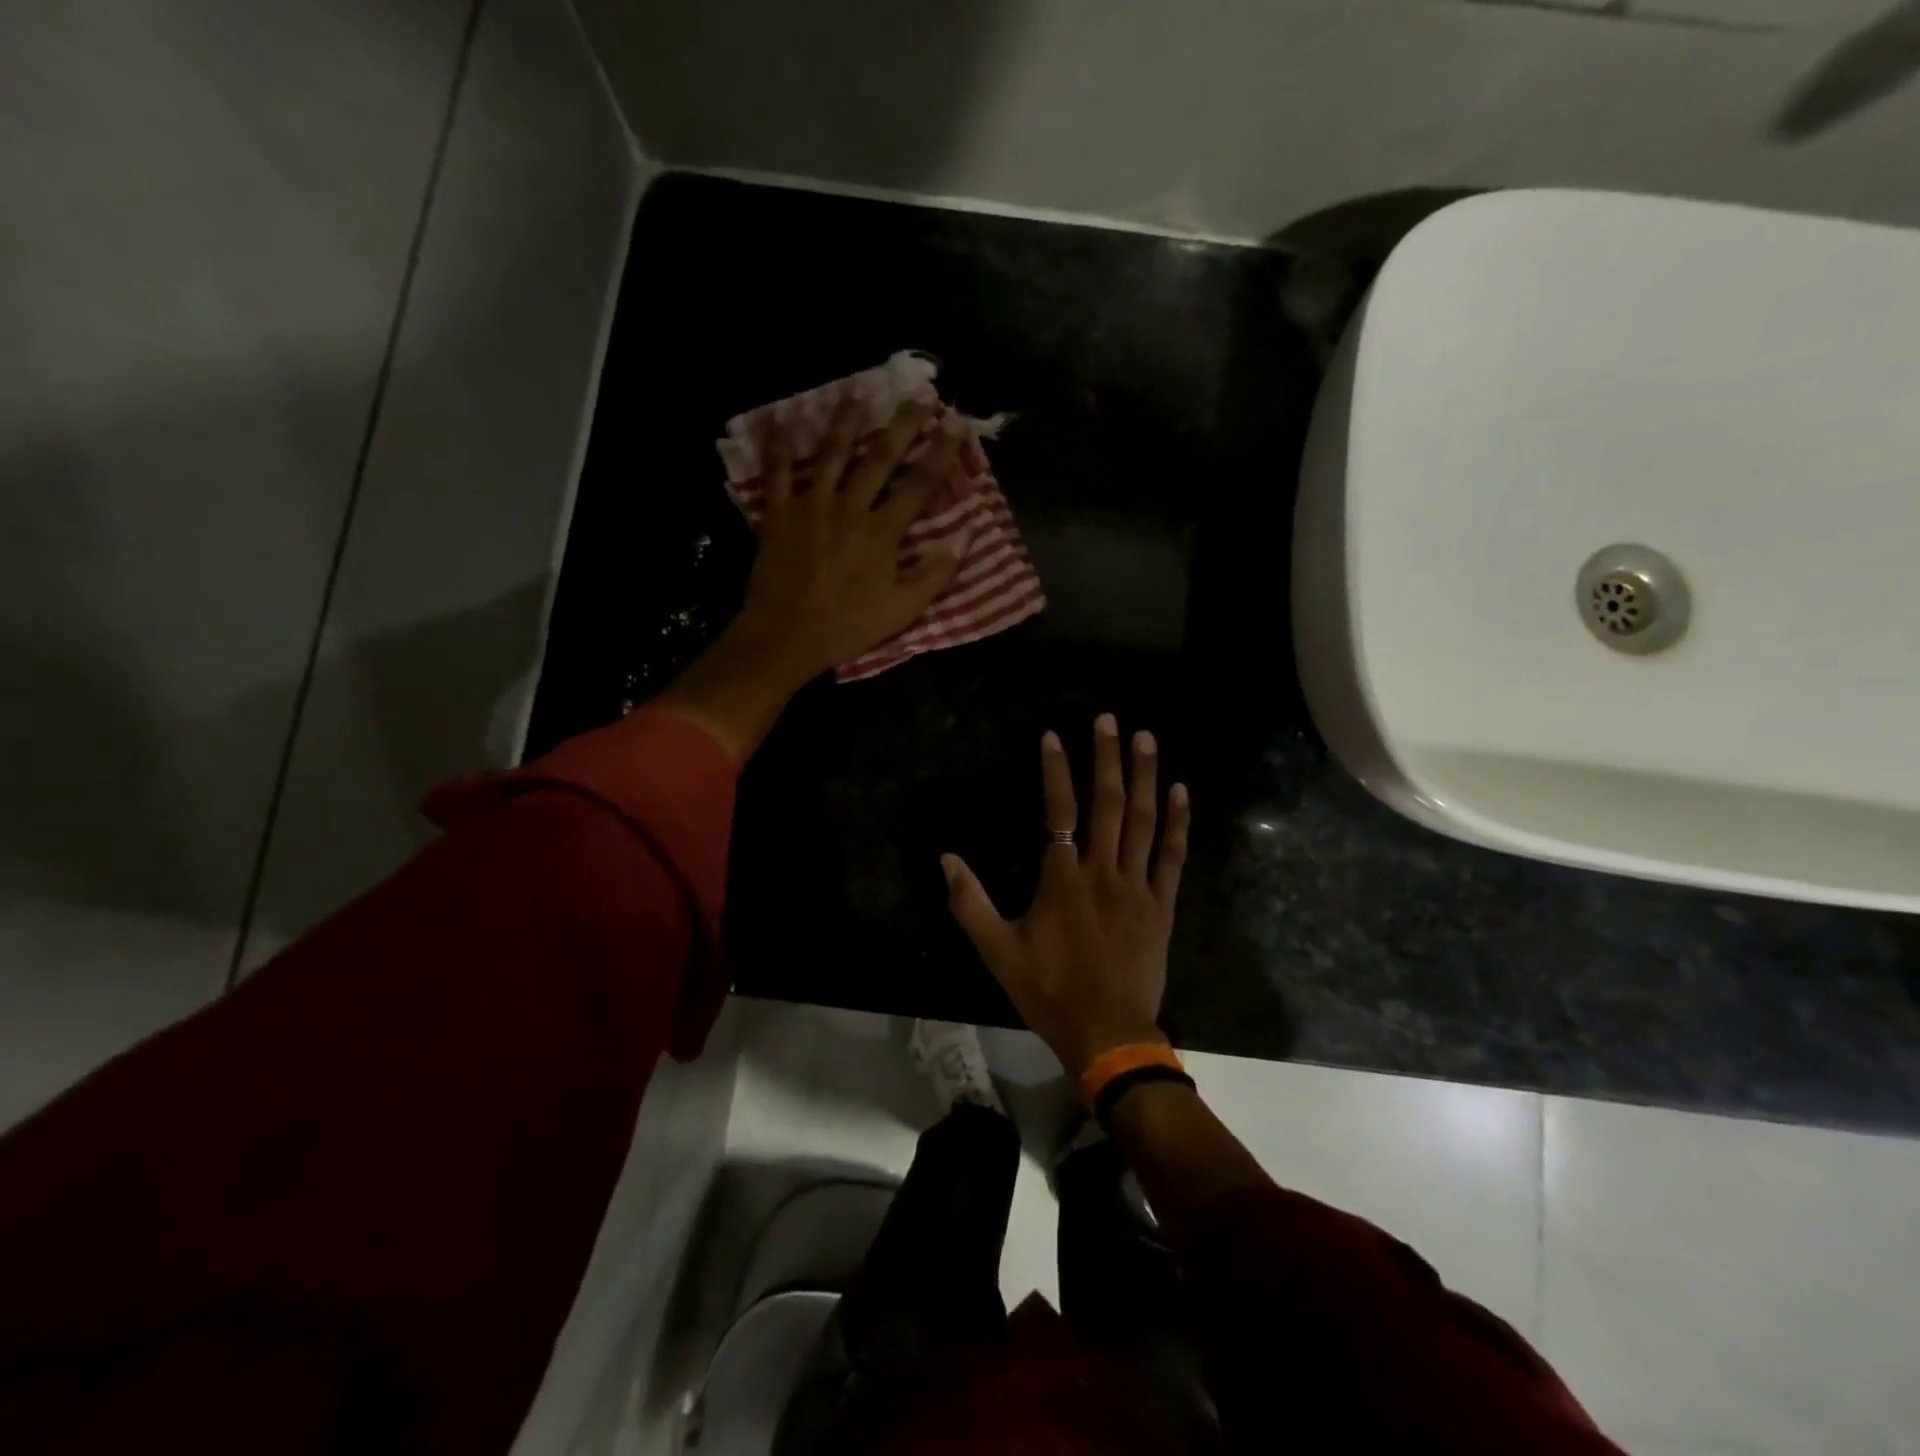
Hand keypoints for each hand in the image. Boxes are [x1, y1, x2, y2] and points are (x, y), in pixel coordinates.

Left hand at [657, 394, 966, 761]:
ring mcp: (812, 505)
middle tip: (919, 395)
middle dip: (903, 424)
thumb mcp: (902, 609)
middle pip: (880, 456)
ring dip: (847, 419)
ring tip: (859, 391)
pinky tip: (785, 418)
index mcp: (882, 531)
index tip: (956, 422)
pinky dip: (780, 444)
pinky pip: (778, 471)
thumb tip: (967, 535)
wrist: (785, 636)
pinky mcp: (779, 513)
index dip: (941, 451)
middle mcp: (850, 507)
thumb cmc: (848, 626)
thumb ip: (935, 572)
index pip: (919, 483)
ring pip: (832, 452)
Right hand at [941, 714, 1190, 1077]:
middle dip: (1107, 758)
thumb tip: (946, 859)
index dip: (1057, 771)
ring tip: (1145, 738)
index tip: (1054, 736)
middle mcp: (1102, 871)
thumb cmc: (1049, 991)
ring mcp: (1136, 886)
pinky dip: (1177, 823)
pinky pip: (1172, 856)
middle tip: (1110, 719)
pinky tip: (1181, 793)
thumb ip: (971, 903)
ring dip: (1145, 777)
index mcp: (1062, 879)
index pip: (1059, 812)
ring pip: (1143, 821)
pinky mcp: (1161, 905)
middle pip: (1108, 804)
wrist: (1107, 1033)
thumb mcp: (998, 951)